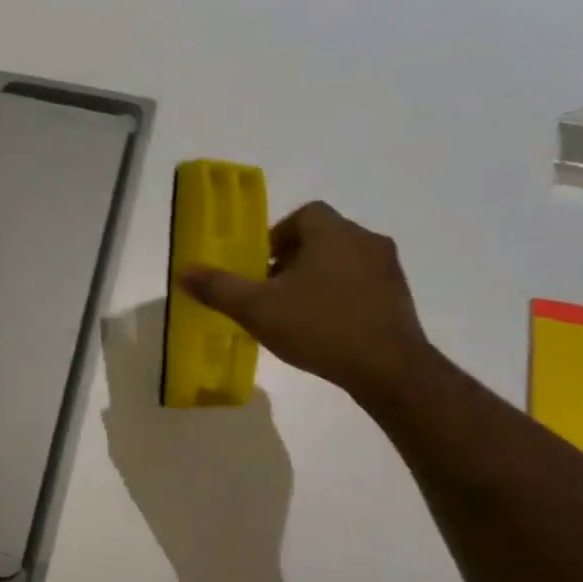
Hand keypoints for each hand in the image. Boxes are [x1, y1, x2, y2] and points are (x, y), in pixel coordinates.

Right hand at [177, 201, 430, 402]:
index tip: (260, 266)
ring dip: (318, 279)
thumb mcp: (257, 309)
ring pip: (344, 262)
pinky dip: (341, 298)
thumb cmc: (319, 327)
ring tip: (296, 313)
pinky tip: (325, 329)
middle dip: (294, 260)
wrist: (387, 367)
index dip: (278, 236)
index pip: (304, 214)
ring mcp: (388, 269)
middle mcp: (365, 240)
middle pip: (323, 238)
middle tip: (271, 292)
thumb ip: (219, 288)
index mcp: (333, 232)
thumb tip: (183, 271)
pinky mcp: (399, 298)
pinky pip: (362, 286)